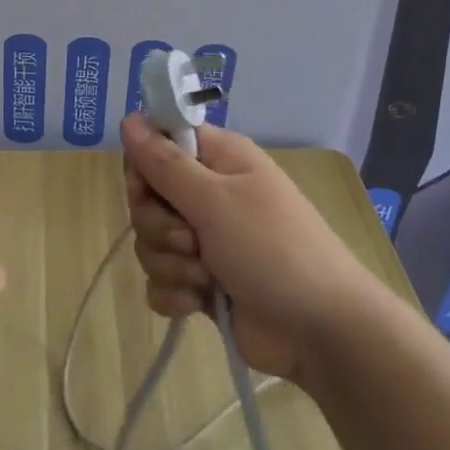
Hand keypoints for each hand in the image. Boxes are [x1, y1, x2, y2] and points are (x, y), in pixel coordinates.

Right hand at [122, 114, 368, 388]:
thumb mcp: (216, 200)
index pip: (157, 144)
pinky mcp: (201, 283)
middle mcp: (208, 194)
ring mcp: (204, 241)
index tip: (148, 188)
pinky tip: (199, 303)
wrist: (321, 331)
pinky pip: (161, 281)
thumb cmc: (273, 249)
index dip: (143, 167)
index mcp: (217, 160)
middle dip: (158, 226)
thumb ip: (164, 162)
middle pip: (146, 198)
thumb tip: (128, 118)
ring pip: (150, 242)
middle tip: (192, 240)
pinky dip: (175, 294)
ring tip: (206, 278)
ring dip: (171, 264)